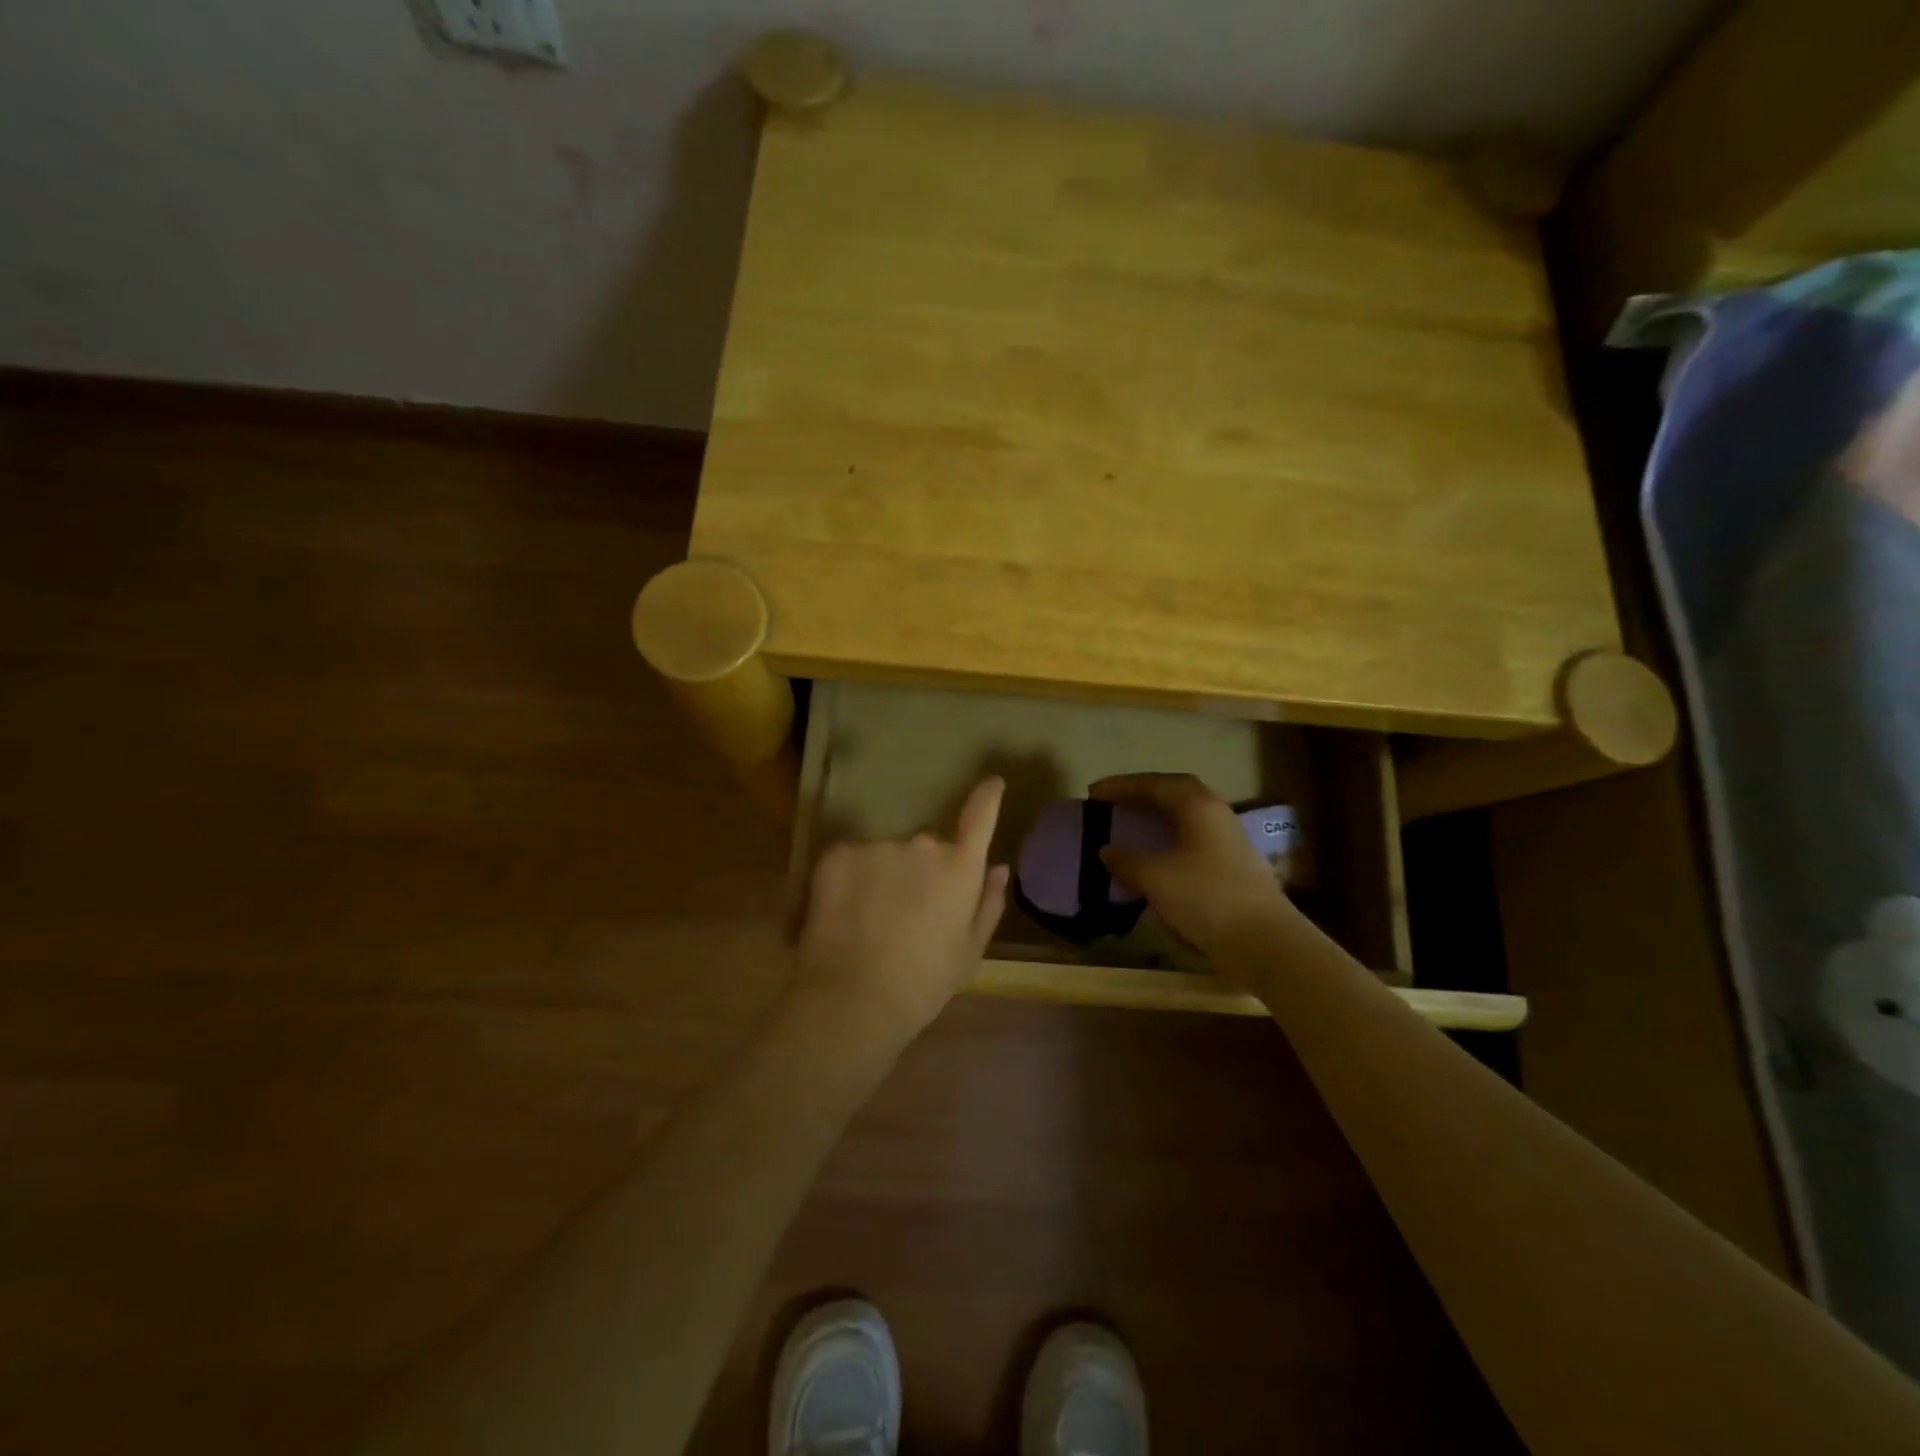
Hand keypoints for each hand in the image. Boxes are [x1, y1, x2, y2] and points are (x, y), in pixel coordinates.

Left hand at [793, 776, 1009, 1045]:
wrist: (852, 1000)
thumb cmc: (923, 983)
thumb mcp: (969, 952)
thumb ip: (988, 903)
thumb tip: (999, 868)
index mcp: (959, 867)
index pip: (980, 815)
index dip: (988, 796)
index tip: (992, 783)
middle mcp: (922, 845)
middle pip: (926, 847)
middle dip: (920, 871)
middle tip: (908, 914)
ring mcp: (877, 846)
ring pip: (885, 854)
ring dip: (884, 877)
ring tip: (872, 923)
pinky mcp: (837, 854)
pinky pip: (851, 859)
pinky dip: (851, 880)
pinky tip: (845, 916)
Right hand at [1090, 773, 1293, 953]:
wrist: (1265, 941)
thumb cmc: (1205, 899)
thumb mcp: (1155, 878)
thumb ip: (1127, 860)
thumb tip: (1107, 851)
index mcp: (1197, 805)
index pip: (1154, 784)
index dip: (1121, 786)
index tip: (1093, 793)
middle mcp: (1216, 812)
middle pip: (1175, 792)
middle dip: (1142, 794)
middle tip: (1114, 802)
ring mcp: (1229, 838)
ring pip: (1187, 815)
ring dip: (1158, 815)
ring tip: (1132, 824)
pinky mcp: (1234, 862)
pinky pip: (1194, 836)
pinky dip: (1170, 837)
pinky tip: (1157, 854)